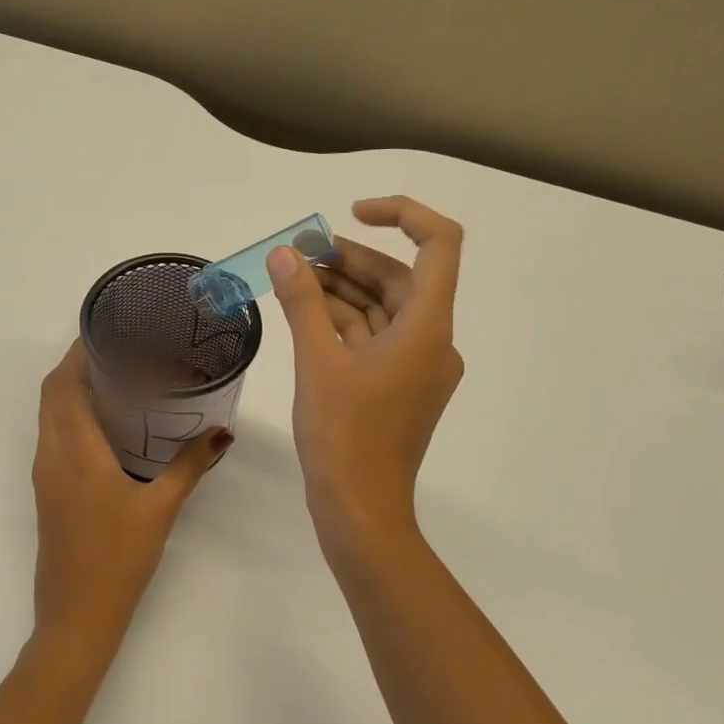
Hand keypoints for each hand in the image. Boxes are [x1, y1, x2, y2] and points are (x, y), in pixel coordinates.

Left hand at [29, 341, 229, 676]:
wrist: (77, 614)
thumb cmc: (118, 557)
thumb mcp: (161, 507)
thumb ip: (191, 465)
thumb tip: (222, 432)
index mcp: (74, 449)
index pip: (63, 383)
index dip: (79, 351)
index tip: (108, 329)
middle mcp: (51, 454)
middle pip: (53, 393)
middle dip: (79, 365)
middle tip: (122, 351)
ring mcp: (46, 474)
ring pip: (51, 415)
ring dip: (74, 390)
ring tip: (120, 378)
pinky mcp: (49, 491)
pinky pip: (55, 437)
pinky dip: (74, 417)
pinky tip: (110, 425)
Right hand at [266, 196, 464, 537]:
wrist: (360, 510)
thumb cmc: (344, 436)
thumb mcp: (317, 362)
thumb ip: (302, 302)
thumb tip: (284, 254)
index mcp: (428, 328)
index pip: (439, 245)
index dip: (401, 214)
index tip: (352, 213)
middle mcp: (433, 341)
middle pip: (400, 278)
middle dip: (350, 258)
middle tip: (299, 251)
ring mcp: (416, 366)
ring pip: (382, 309)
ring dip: (342, 290)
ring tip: (294, 277)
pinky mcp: (398, 386)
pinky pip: (374, 338)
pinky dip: (344, 322)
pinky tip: (306, 312)